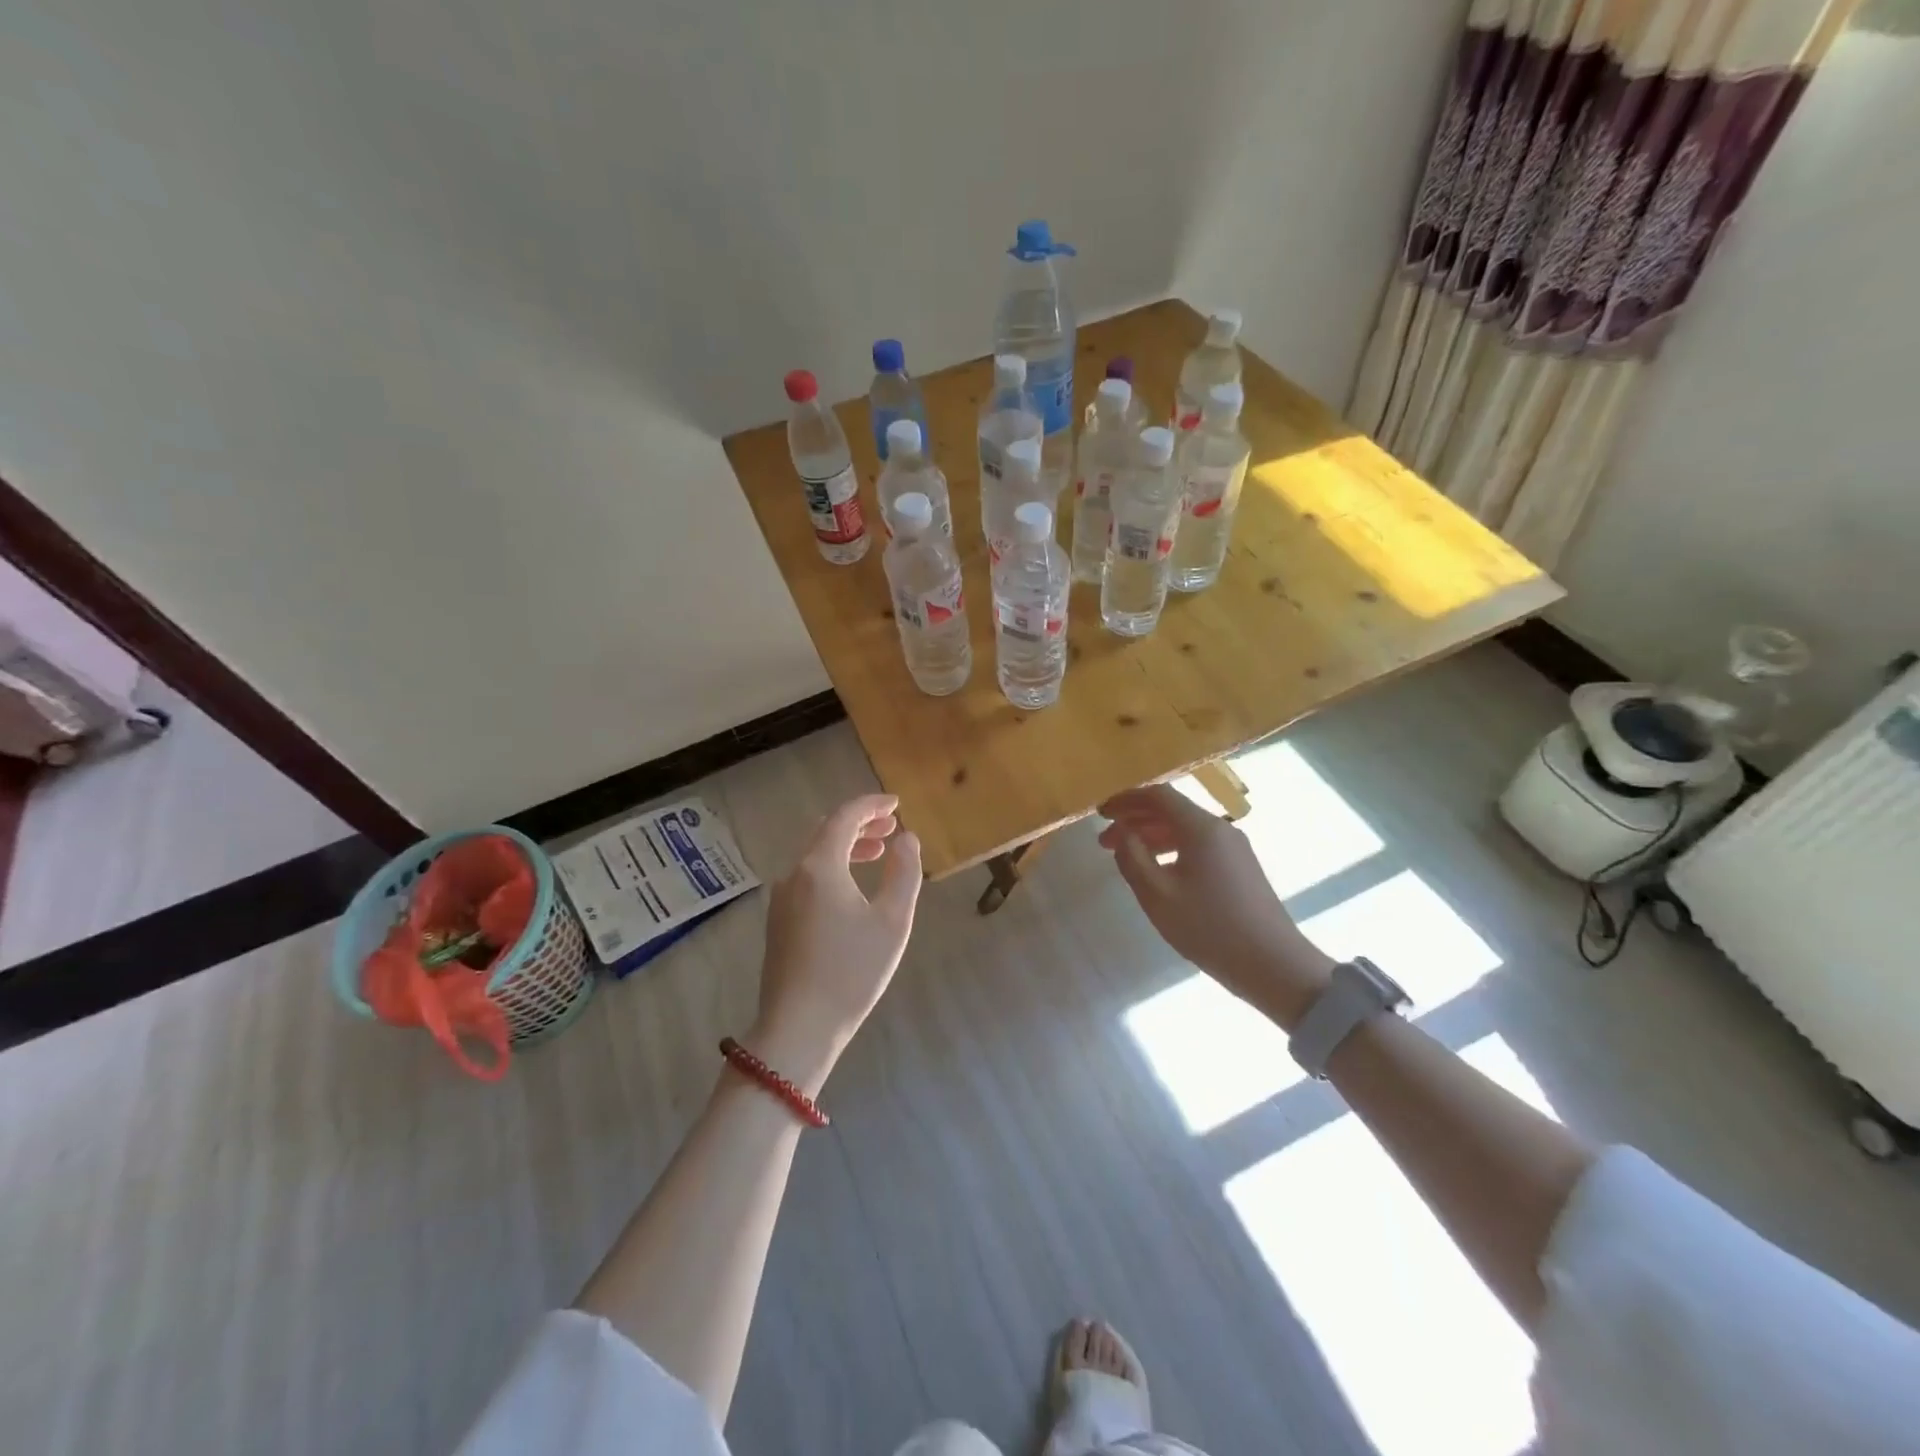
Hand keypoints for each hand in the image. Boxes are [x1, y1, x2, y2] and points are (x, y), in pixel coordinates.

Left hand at [751, 794, 921, 1090]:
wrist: (798, 1028)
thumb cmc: (851, 972)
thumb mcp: (892, 921)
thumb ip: (904, 873)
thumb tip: (907, 839)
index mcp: (820, 866)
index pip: (845, 817)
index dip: (872, 805)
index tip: (896, 804)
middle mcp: (794, 874)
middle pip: (826, 832)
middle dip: (860, 824)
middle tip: (891, 828)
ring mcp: (781, 898)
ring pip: (815, 855)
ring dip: (846, 846)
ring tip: (877, 853)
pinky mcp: (778, 921)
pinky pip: (807, 877)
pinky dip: (832, 867)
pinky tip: (851, 887)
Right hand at [1098, 784, 1331, 1029]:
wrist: (1273, 964)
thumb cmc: (1209, 927)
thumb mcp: (1157, 895)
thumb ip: (1132, 858)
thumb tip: (1122, 834)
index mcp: (1201, 828)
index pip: (1158, 796)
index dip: (1125, 800)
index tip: (1100, 814)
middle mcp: (1220, 829)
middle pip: (1172, 810)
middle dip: (1135, 820)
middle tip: (1105, 841)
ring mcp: (1235, 848)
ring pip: (1185, 829)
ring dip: (1152, 836)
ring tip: (1127, 857)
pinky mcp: (1241, 868)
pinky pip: (1199, 845)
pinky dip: (1172, 848)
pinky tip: (1159, 872)